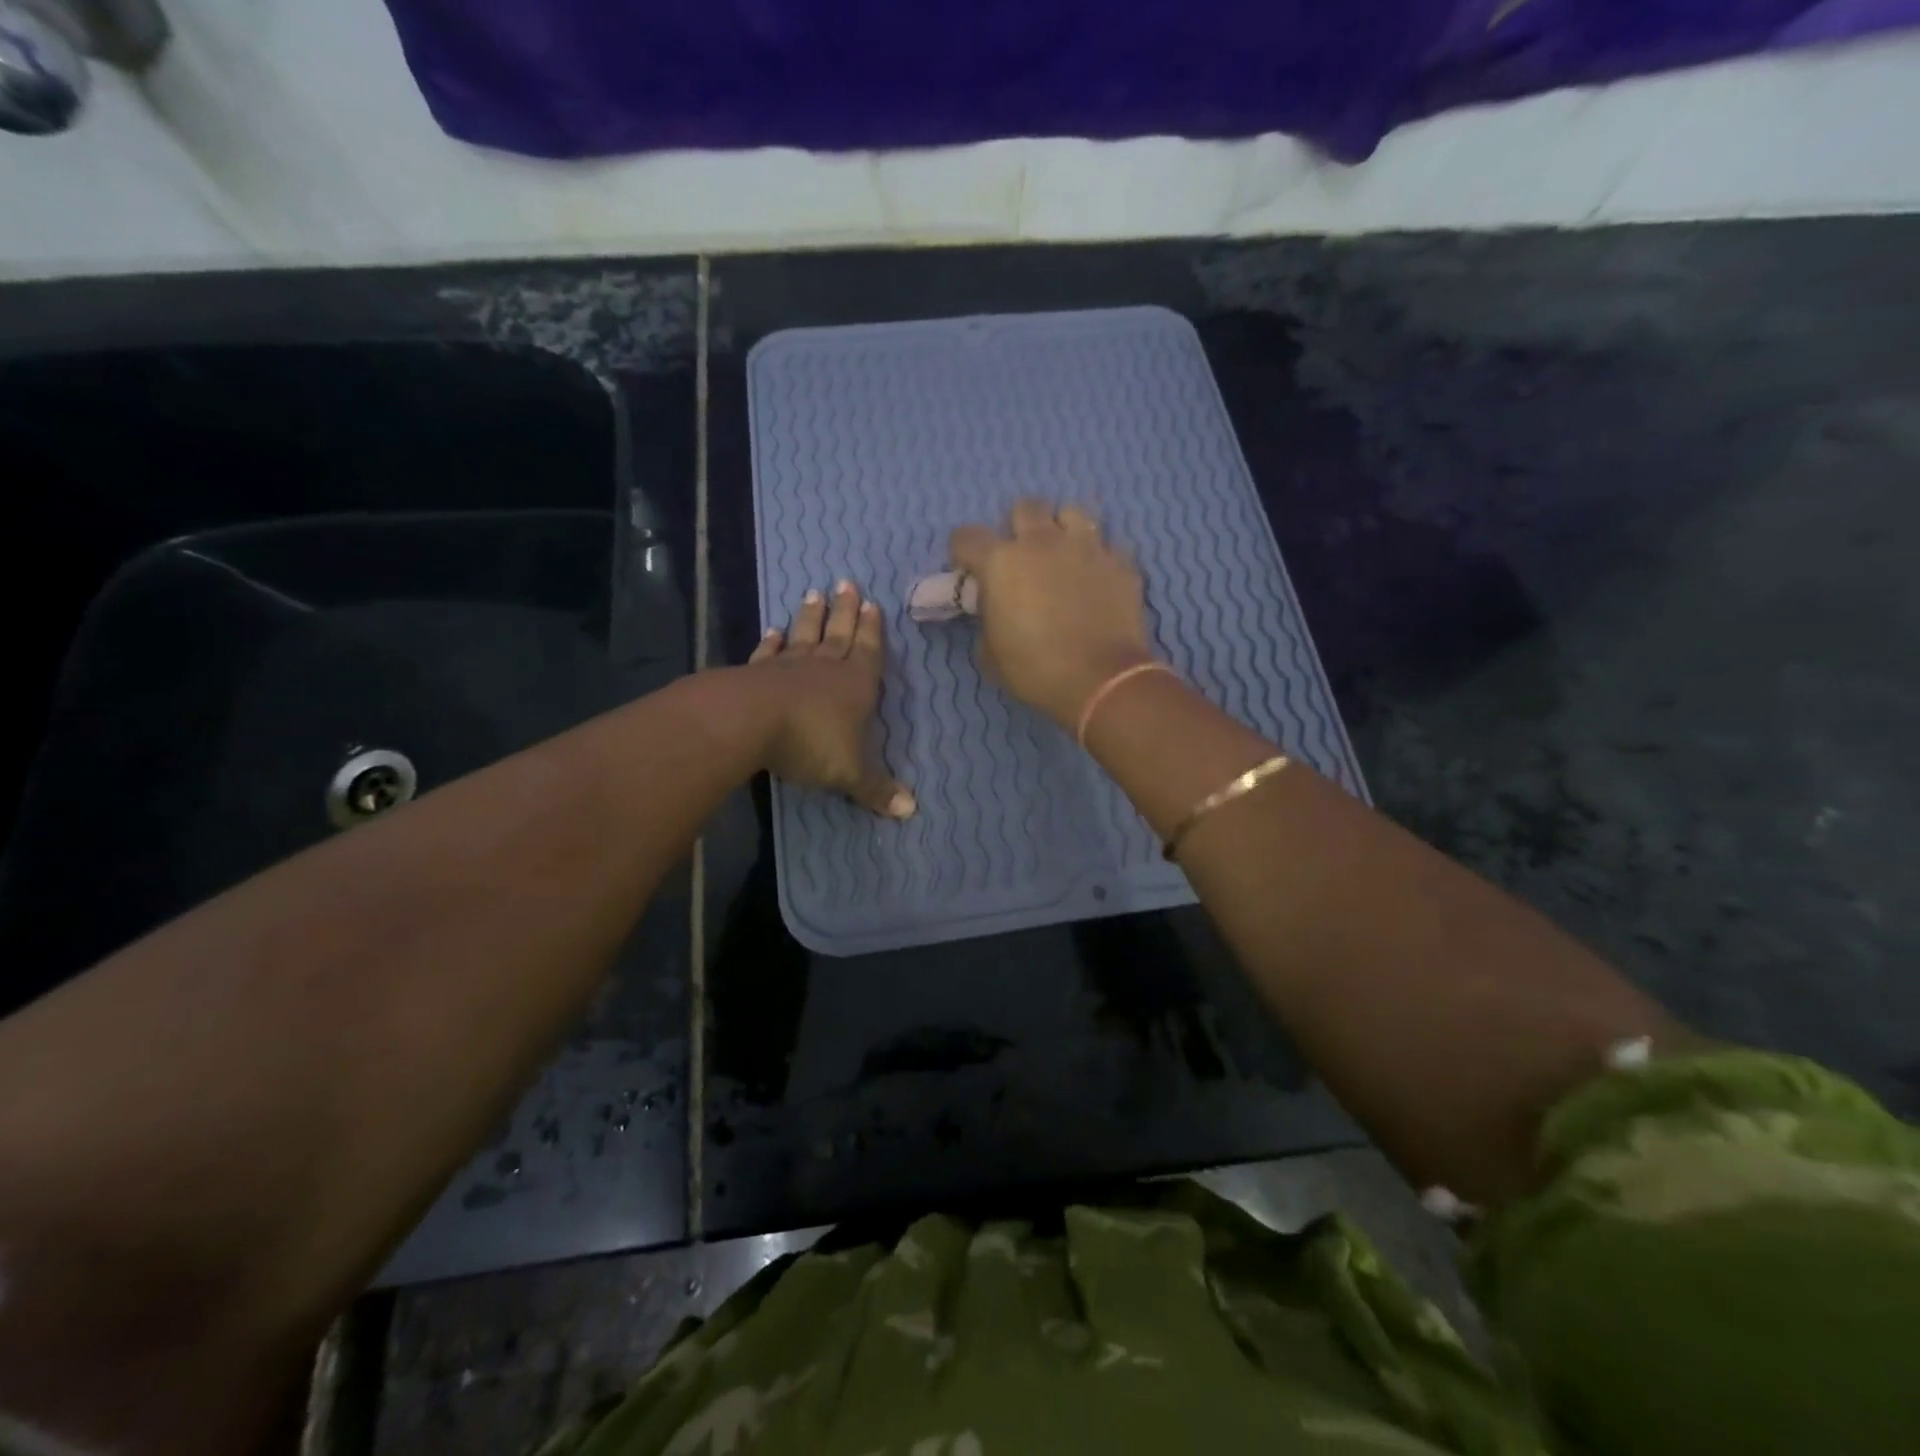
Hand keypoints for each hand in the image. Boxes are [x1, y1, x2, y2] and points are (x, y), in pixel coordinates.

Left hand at [749, 581, 915, 817]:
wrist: (752, 722)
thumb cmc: (812, 743)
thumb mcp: (851, 773)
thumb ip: (877, 789)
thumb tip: (911, 811)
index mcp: (856, 685)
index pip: (869, 651)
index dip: (872, 630)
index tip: (873, 604)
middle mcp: (825, 668)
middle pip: (838, 633)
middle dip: (845, 611)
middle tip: (846, 583)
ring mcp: (789, 667)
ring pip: (804, 636)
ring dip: (810, 617)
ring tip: (813, 593)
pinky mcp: (756, 673)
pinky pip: (768, 653)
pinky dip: (771, 642)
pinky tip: (772, 630)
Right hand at [950, 499, 1156, 728]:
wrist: (1102, 680)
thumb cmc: (1036, 670)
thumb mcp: (990, 655)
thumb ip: (986, 620)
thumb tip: (993, 610)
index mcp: (1001, 562)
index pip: (967, 536)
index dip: (963, 552)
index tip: (970, 571)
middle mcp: (1042, 542)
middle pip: (1025, 507)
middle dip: (1018, 527)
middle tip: (1021, 557)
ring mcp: (1086, 547)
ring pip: (1071, 512)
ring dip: (1062, 529)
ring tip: (1064, 555)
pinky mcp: (1120, 561)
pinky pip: (1107, 545)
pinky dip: (1098, 558)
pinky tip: (1097, 578)